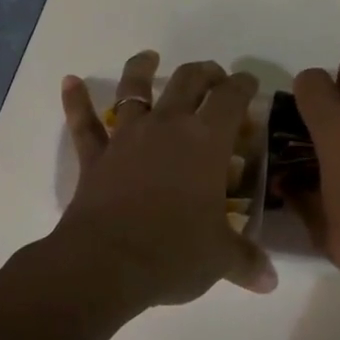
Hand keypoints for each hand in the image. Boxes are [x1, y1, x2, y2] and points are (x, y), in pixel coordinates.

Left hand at [56, 50, 277, 311]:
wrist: (106, 263)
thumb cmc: (173, 252)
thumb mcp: (219, 258)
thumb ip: (246, 262)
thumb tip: (270, 281)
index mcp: (206, 141)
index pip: (231, 98)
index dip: (243, 85)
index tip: (249, 85)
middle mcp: (168, 126)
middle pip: (188, 81)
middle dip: (205, 73)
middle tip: (214, 76)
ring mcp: (127, 137)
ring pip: (134, 89)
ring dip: (142, 69)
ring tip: (149, 57)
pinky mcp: (96, 157)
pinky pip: (84, 123)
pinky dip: (76, 101)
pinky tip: (69, 81)